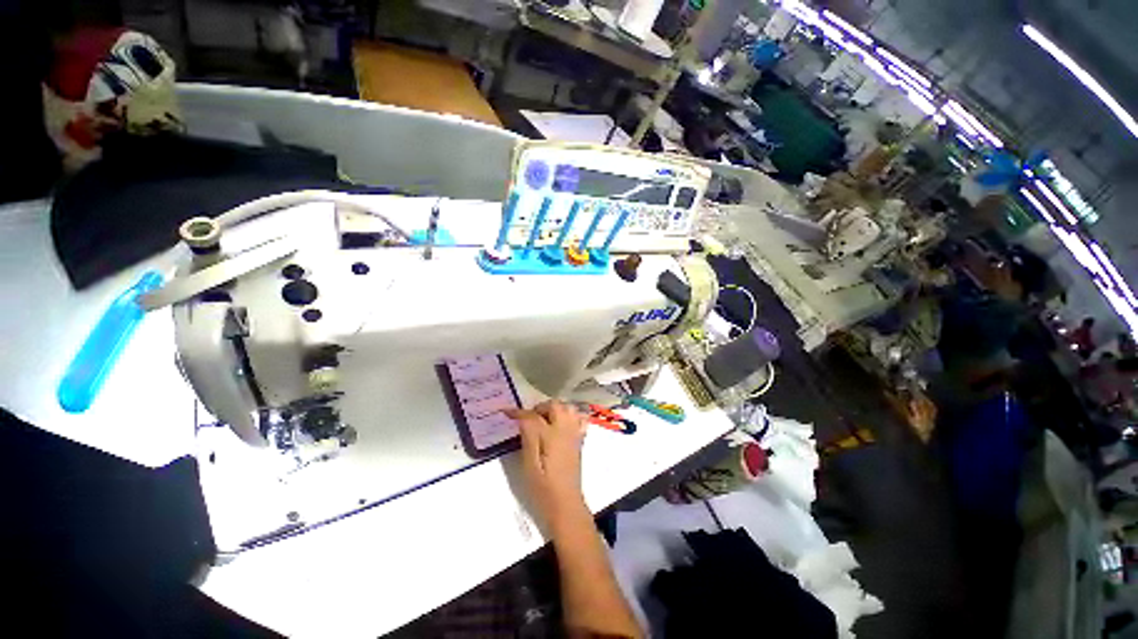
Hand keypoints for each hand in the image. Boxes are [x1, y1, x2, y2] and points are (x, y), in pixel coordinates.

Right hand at [505, 401, 587, 527]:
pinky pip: (579, 418)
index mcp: (550, 435)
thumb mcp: (529, 463)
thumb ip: (527, 437)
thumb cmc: (542, 486)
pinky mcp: (579, 439)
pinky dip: (570, 415)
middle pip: (554, 405)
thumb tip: (522, 418)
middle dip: (539, 407)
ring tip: (544, 420)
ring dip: (555, 409)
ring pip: (567, 407)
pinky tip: (561, 424)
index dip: (518, 412)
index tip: (507, 412)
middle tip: (528, 418)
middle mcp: (565, 429)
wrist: (565, 502)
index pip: (532, 416)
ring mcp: (575, 433)